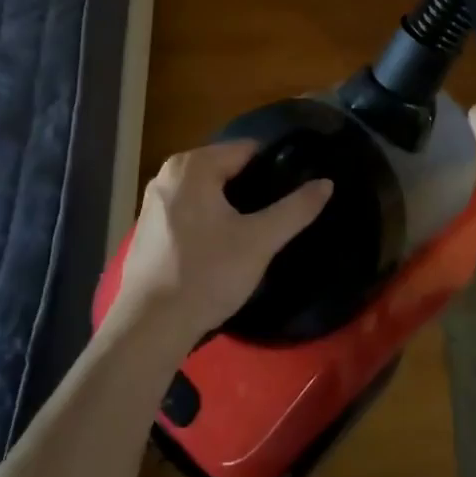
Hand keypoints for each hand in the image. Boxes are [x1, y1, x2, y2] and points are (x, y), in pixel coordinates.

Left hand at [110, 141, 332, 350]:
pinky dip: (209, 221)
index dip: (275, 169)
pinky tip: (222, 248)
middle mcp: (168, 174)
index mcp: (192, 166)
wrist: (150, 326)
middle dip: (253, 189)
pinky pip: (190, 211)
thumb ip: (295, 209)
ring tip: (256, 233)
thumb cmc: (207, 274)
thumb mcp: (259, 241)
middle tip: (277, 217)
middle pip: (226, 169)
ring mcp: (154, 201)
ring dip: (231, 207)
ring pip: (207, 192)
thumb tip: (326, 183)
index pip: (247, 150)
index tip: (294, 193)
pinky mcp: (149, 228)